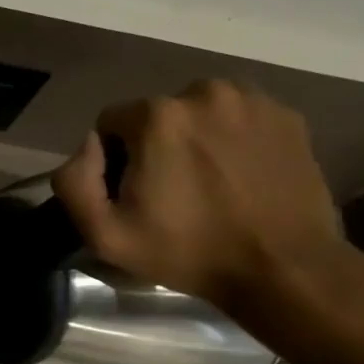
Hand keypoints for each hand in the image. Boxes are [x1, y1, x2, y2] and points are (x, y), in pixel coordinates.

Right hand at [51, 80, 350, 313]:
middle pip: (157, 115)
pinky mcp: (288, 117)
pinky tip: (241, 177)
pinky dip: (234, 140)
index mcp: (157, 115)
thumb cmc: (189, 252)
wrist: (286, 269)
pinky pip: (240, 118)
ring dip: (195, 139)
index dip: (114, 159)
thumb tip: (88, 147)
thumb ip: (74, 182)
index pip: (111, 122)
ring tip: (210, 184)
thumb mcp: (106, 234)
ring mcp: (253, 101)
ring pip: (200, 113)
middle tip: (173, 192)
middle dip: (156, 146)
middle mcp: (204, 93)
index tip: (134, 193)